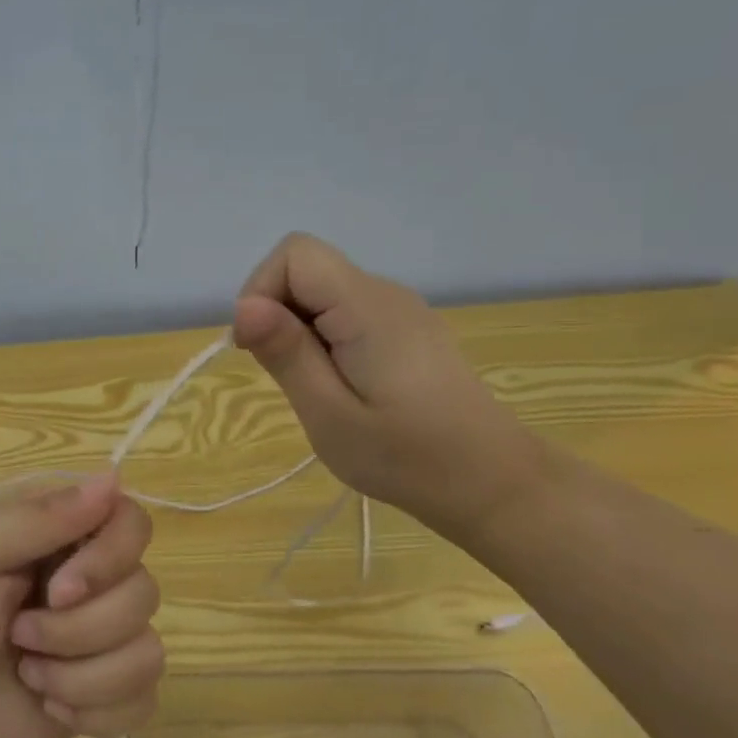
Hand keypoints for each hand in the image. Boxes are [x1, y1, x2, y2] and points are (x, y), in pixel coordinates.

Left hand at [0, 474, 163, 737]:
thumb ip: (37, 517)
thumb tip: (113, 478)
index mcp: (64, 534)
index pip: (133, 523)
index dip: (110, 559)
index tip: (59, 590)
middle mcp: (96, 579)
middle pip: (143, 592)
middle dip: (76, 630)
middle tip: (19, 636)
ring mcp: (106, 639)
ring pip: (147, 652)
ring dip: (80, 676)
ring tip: (28, 674)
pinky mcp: (109, 693)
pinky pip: (144, 700)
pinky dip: (96, 713)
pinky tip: (51, 706)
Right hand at [232, 232, 551, 538]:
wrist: (493, 483)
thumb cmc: (407, 457)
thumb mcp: (329, 415)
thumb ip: (286, 354)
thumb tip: (244, 305)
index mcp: (366, 306)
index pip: (294, 254)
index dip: (262, 291)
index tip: (257, 349)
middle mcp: (385, 293)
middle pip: (307, 270)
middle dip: (278, 315)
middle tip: (289, 380)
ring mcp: (401, 310)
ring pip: (324, 292)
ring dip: (300, 331)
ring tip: (317, 390)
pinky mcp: (407, 330)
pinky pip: (347, 313)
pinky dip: (326, 339)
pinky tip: (343, 386)